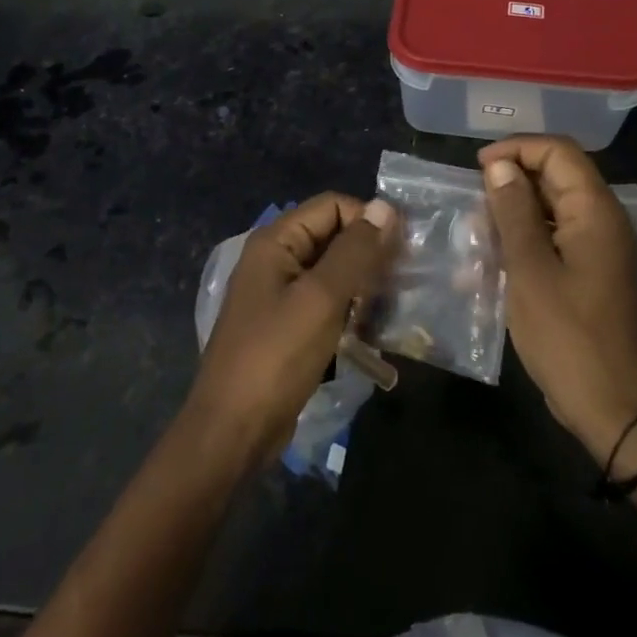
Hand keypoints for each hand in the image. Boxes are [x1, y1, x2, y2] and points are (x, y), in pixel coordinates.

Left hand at [185, 193, 399, 476]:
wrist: (233, 431)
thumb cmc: (276, 357)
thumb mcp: (321, 299)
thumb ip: (354, 251)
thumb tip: (385, 206)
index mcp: (276, 241)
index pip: (332, 206)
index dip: (368, 220)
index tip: (401, 251)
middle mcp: (275, 258)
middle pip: (333, 235)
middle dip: (369, 252)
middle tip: (404, 280)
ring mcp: (279, 293)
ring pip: (333, 270)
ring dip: (363, 283)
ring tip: (393, 305)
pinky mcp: (287, 325)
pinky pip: (325, 301)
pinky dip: (349, 308)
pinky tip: (372, 328)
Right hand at [480, 136, 636, 463]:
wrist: (613, 407)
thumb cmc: (568, 337)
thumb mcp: (530, 270)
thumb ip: (514, 212)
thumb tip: (499, 167)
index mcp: (595, 211)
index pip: (558, 151)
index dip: (516, 149)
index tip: (477, 169)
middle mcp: (601, 220)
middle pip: (554, 176)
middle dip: (510, 183)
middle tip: (472, 206)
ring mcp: (596, 247)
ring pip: (549, 208)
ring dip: (511, 214)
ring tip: (475, 237)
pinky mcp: (587, 271)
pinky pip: (552, 237)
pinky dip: (522, 241)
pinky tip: (490, 264)